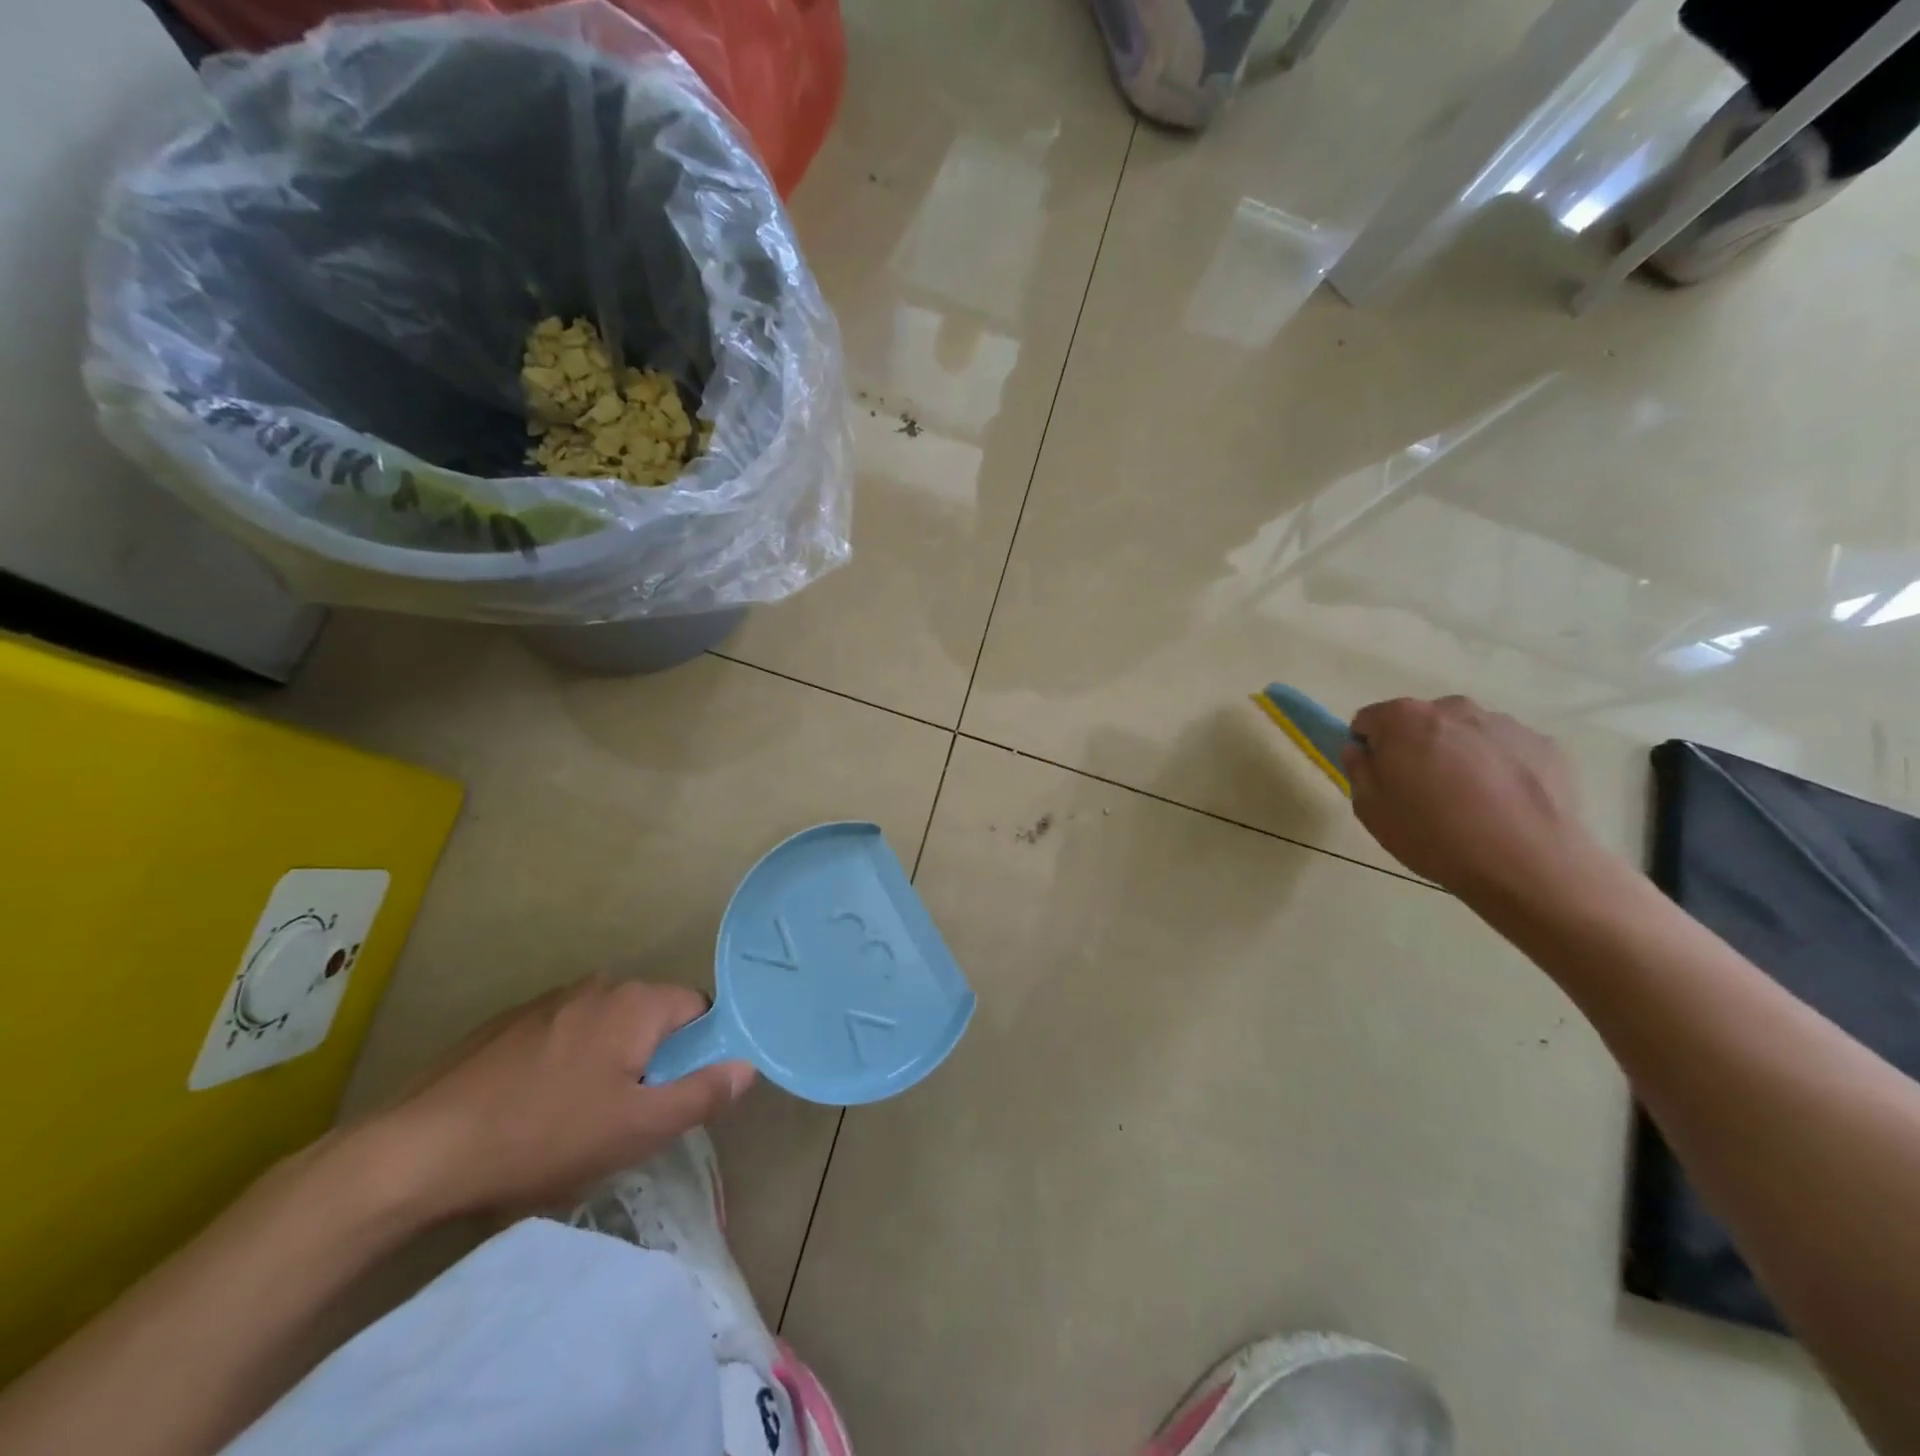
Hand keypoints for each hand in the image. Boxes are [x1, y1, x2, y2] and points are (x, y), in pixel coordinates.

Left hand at [364, 978, 754, 1219]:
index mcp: (635, 1002)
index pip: (699, 1010)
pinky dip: (567, 1064)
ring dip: (609, 1064)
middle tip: (630, 1117)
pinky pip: (563, 1036)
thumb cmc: (542, 1137)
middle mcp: (598, 986)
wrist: (413, 1153)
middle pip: (652, 1018)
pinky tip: (535, 1110)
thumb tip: (748, 1066)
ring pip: (606, 1028)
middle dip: (652, 1062)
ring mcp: (548, 1001)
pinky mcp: (507, 1023)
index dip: (700, 1053)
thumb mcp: (637, 1129)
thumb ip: (702, 1093)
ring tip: (579, 1120)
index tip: (678, 1097)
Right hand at [1342, 695, 1604, 903]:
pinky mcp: (1544, 745)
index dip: (1368, 748)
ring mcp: (1504, 724)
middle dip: (1415, 748)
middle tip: (1422, 793)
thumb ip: (1358, 769)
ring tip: (1469, 804)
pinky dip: (1498, 769)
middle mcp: (1453, 709)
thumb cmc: (1432, 835)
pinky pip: (1505, 751)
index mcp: (1404, 719)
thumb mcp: (1370, 809)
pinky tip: (1503, 807)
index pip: (1369, 720)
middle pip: (1421, 722)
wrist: (1528, 865)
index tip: (1379, 779)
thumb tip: (1362, 750)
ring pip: (1465, 734)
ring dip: (1458, 756)